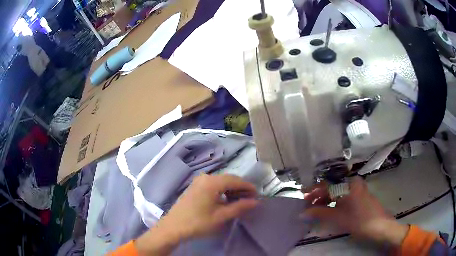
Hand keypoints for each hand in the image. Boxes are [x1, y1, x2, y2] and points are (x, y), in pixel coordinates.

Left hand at [135, 174, 257, 254]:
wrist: (173, 227)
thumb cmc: (198, 222)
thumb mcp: (221, 216)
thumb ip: (239, 207)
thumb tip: (255, 202)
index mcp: (212, 182)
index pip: (236, 180)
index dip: (248, 187)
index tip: (257, 195)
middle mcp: (205, 177)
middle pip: (228, 179)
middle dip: (240, 188)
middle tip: (250, 199)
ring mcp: (198, 181)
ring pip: (220, 182)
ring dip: (231, 189)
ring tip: (240, 200)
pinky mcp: (195, 187)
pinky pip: (213, 185)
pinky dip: (222, 190)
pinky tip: (225, 200)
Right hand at [302, 177, 408, 247]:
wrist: (380, 226)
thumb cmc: (359, 220)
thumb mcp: (338, 217)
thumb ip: (320, 213)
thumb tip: (302, 212)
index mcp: (348, 184)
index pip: (326, 184)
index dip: (313, 190)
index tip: (302, 195)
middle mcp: (353, 183)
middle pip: (332, 187)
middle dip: (319, 195)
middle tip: (308, 204)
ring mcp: (358, 189)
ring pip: (338, 191)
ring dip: (326, 199)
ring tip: (316, 209)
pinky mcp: (360, 196)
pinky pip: (344, 195)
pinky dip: (335, 202)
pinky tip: (329, 209)